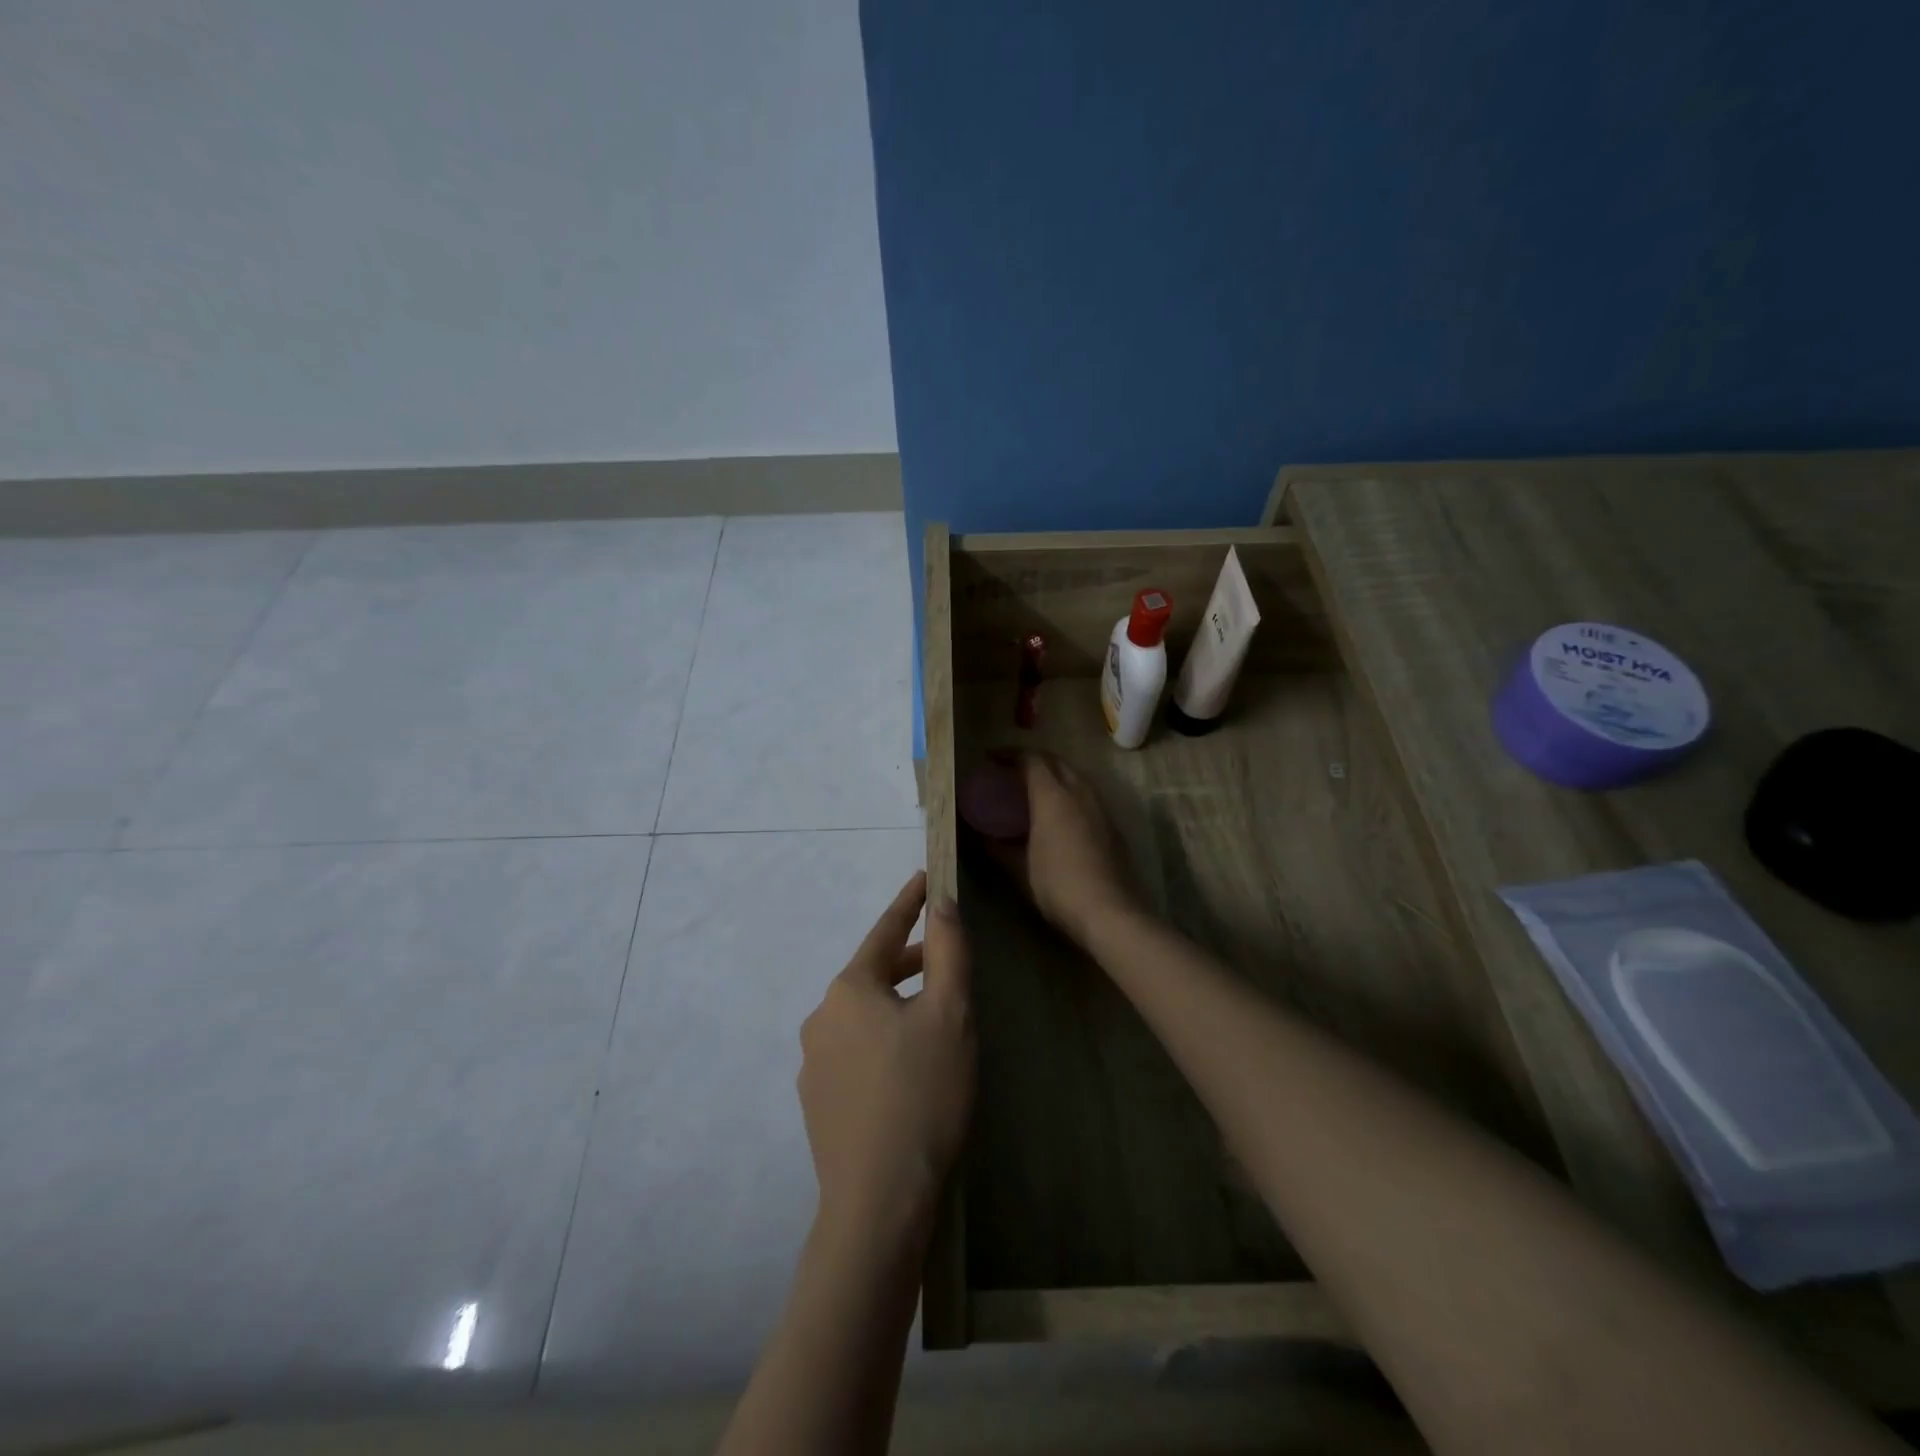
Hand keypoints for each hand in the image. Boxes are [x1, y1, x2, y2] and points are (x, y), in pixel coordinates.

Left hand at [798, 872, 972, 1235]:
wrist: (878, 1201)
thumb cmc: (923, 1094)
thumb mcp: (950, 1015)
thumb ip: (947, 951)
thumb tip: (942, 902)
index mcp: (850, 989)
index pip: (885, 931)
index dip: (910, 903)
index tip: (926, 878)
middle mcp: (821, 1017)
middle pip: (873, 974)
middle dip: (909, 962)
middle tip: (945, 958)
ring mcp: (812, 1062)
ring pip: (863, 1016)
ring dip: (896, 1006)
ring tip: (932, 1020)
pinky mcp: (816, 1101)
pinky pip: (854, 1052)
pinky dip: (881, 1042)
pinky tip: (906, 1070)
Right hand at [988, 752, 1137, 946]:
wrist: (1109, 912)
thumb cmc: (1057, 885)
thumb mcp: (1019, 868)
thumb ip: (997, 846)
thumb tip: (978, 835)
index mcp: (1053, 795)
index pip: (1031, 759)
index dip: (1009, 754)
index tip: (990, 759)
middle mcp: (1079, 792)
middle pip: (1056, 761)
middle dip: (1033, 760)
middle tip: (1011, 771)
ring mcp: (1100, 807)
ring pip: (1075, 776)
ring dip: (1054, 775)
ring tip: (1034, 790)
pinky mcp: (1112, 825)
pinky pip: (1087, 795)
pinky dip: (1069, 793)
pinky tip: (1060, 815)